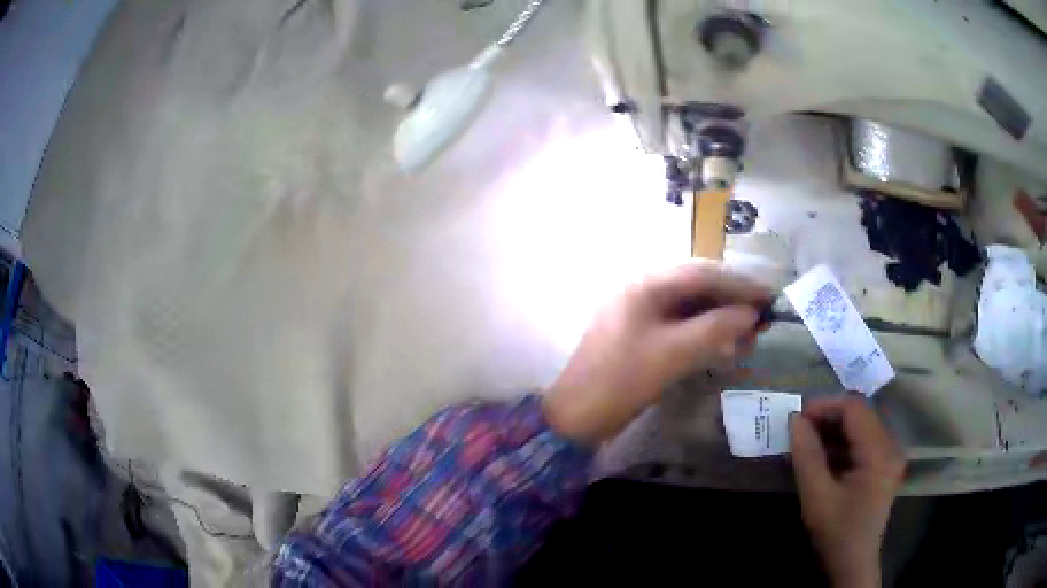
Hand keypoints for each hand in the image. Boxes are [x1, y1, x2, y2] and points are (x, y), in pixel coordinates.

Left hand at [543, 262, 769, 445]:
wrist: (577, 416)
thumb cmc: (622, 380)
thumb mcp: (673, 353)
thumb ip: (715, 329)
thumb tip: (751, 314)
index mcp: (646, 285)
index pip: (702, 274)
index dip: (739, 283)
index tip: (770, 296)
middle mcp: (644, 291)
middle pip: (698, 287)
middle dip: (732, 301)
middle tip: (762, 319)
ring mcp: (642, 314)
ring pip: (692, 308)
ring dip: (721, 319)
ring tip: (750, 336)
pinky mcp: (643, 336)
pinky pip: (681, 327)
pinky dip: (705, 335)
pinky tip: (725, 349)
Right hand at [790, 396, 905, 587]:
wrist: (853, 564)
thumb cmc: (837, 533)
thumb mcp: (817, 498)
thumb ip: (807, 456)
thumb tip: (795, 420)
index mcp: (880, 452)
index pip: (854, 409)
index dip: (825, 406)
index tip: (796, 417)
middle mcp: (891, 445)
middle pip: (859, 415)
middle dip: (828, 418)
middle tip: (799, 429)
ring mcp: (889, 455)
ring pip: (860, 426)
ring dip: (833, 431)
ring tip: (806, 442)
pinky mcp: (884, 465)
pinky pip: (862, 442)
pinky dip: (841, 444)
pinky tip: (822, 457)